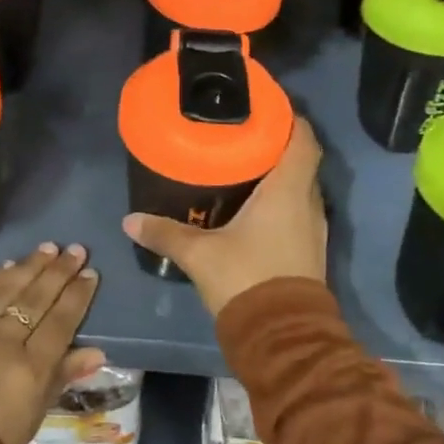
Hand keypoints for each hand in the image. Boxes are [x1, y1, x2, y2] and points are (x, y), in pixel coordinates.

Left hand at [0, 243, 102, 443]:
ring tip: (47, 248)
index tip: (91, 274)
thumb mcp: (33, 416)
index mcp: (30, 370)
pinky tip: (7, 267)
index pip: (61, 322)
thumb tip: (96, 352)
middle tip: (76, 250)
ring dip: (29, 267)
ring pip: (6, 291)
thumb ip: (62, 377)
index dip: (77, 296)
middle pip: (36, 299)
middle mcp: (3, 343)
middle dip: (59, 272)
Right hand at [122, 117, 326, 316]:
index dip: (290, 118)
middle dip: (278, 146)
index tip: (268, 108)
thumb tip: (130, 221)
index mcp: (288, 190)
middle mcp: (308, 203)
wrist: (282, 336)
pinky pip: (299, 212)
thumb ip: (165, 233)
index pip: (303, 139)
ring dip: (281, 176)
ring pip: (301, 189)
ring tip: (247, 167)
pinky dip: (282, 202)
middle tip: (245, 136)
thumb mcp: (199, 254)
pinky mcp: (310, 250)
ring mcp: (313, 228)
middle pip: (302, 161)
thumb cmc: (245, 278)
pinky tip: (255, 208)